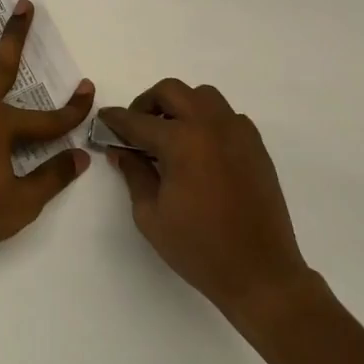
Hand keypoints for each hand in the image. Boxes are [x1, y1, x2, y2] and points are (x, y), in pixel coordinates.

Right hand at [99, 81, 313, 324]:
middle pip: (171, 91)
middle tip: (136, 128)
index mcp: (181, 141)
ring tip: (169, 136)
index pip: (137, 120)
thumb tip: (122, 150)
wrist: (260, 272)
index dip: (115, 120)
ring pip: (203, 96)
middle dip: (147, 103)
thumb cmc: (198, 247)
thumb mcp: (150, 215)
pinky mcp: (256, 146)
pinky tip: (200, 150)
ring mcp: (238, 132)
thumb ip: (134, 173)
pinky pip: (227, 116)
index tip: (103, 120)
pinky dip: (207, 121)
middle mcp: (210, 125)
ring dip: (180, 106)